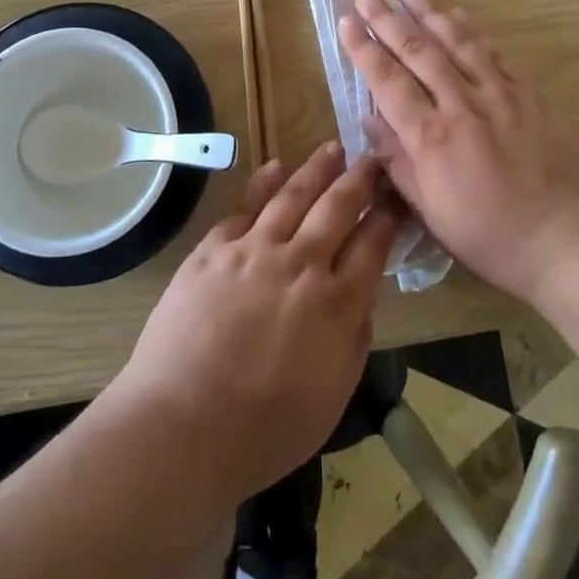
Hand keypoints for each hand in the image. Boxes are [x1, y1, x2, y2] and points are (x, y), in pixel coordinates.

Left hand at [112, 143, 399, 500]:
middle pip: (337, 208)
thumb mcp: (333, 396)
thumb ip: (354, 340)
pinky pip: (245, 207)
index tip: (394, 199)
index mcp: (336, 304)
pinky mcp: (214, 250)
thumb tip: (362, 298)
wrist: (184, 425)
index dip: (387, 218)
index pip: (372, 245)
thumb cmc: (265, 429)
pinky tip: (276, 167)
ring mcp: (254, 251)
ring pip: (293, 196)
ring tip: (332, 149)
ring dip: (317, 169)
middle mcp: (301, 264)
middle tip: (372, 159)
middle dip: (359, 180)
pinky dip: (263, 183)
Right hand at [338, 0, 578, 302]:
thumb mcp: (433, 212)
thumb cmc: (493, 237)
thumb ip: (398, 162)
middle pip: (418, 52)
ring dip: (428, 13)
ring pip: (457, 42)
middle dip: (387, 20)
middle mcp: (462, 105)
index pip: (388, 82)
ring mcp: (499, 94)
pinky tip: (458, 14)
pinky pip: (494, 52)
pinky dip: (472, 30)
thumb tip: (369, 120)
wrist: (571, 238)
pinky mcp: (529, 94)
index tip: (344, 22)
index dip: (363, 49)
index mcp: (432, 138)